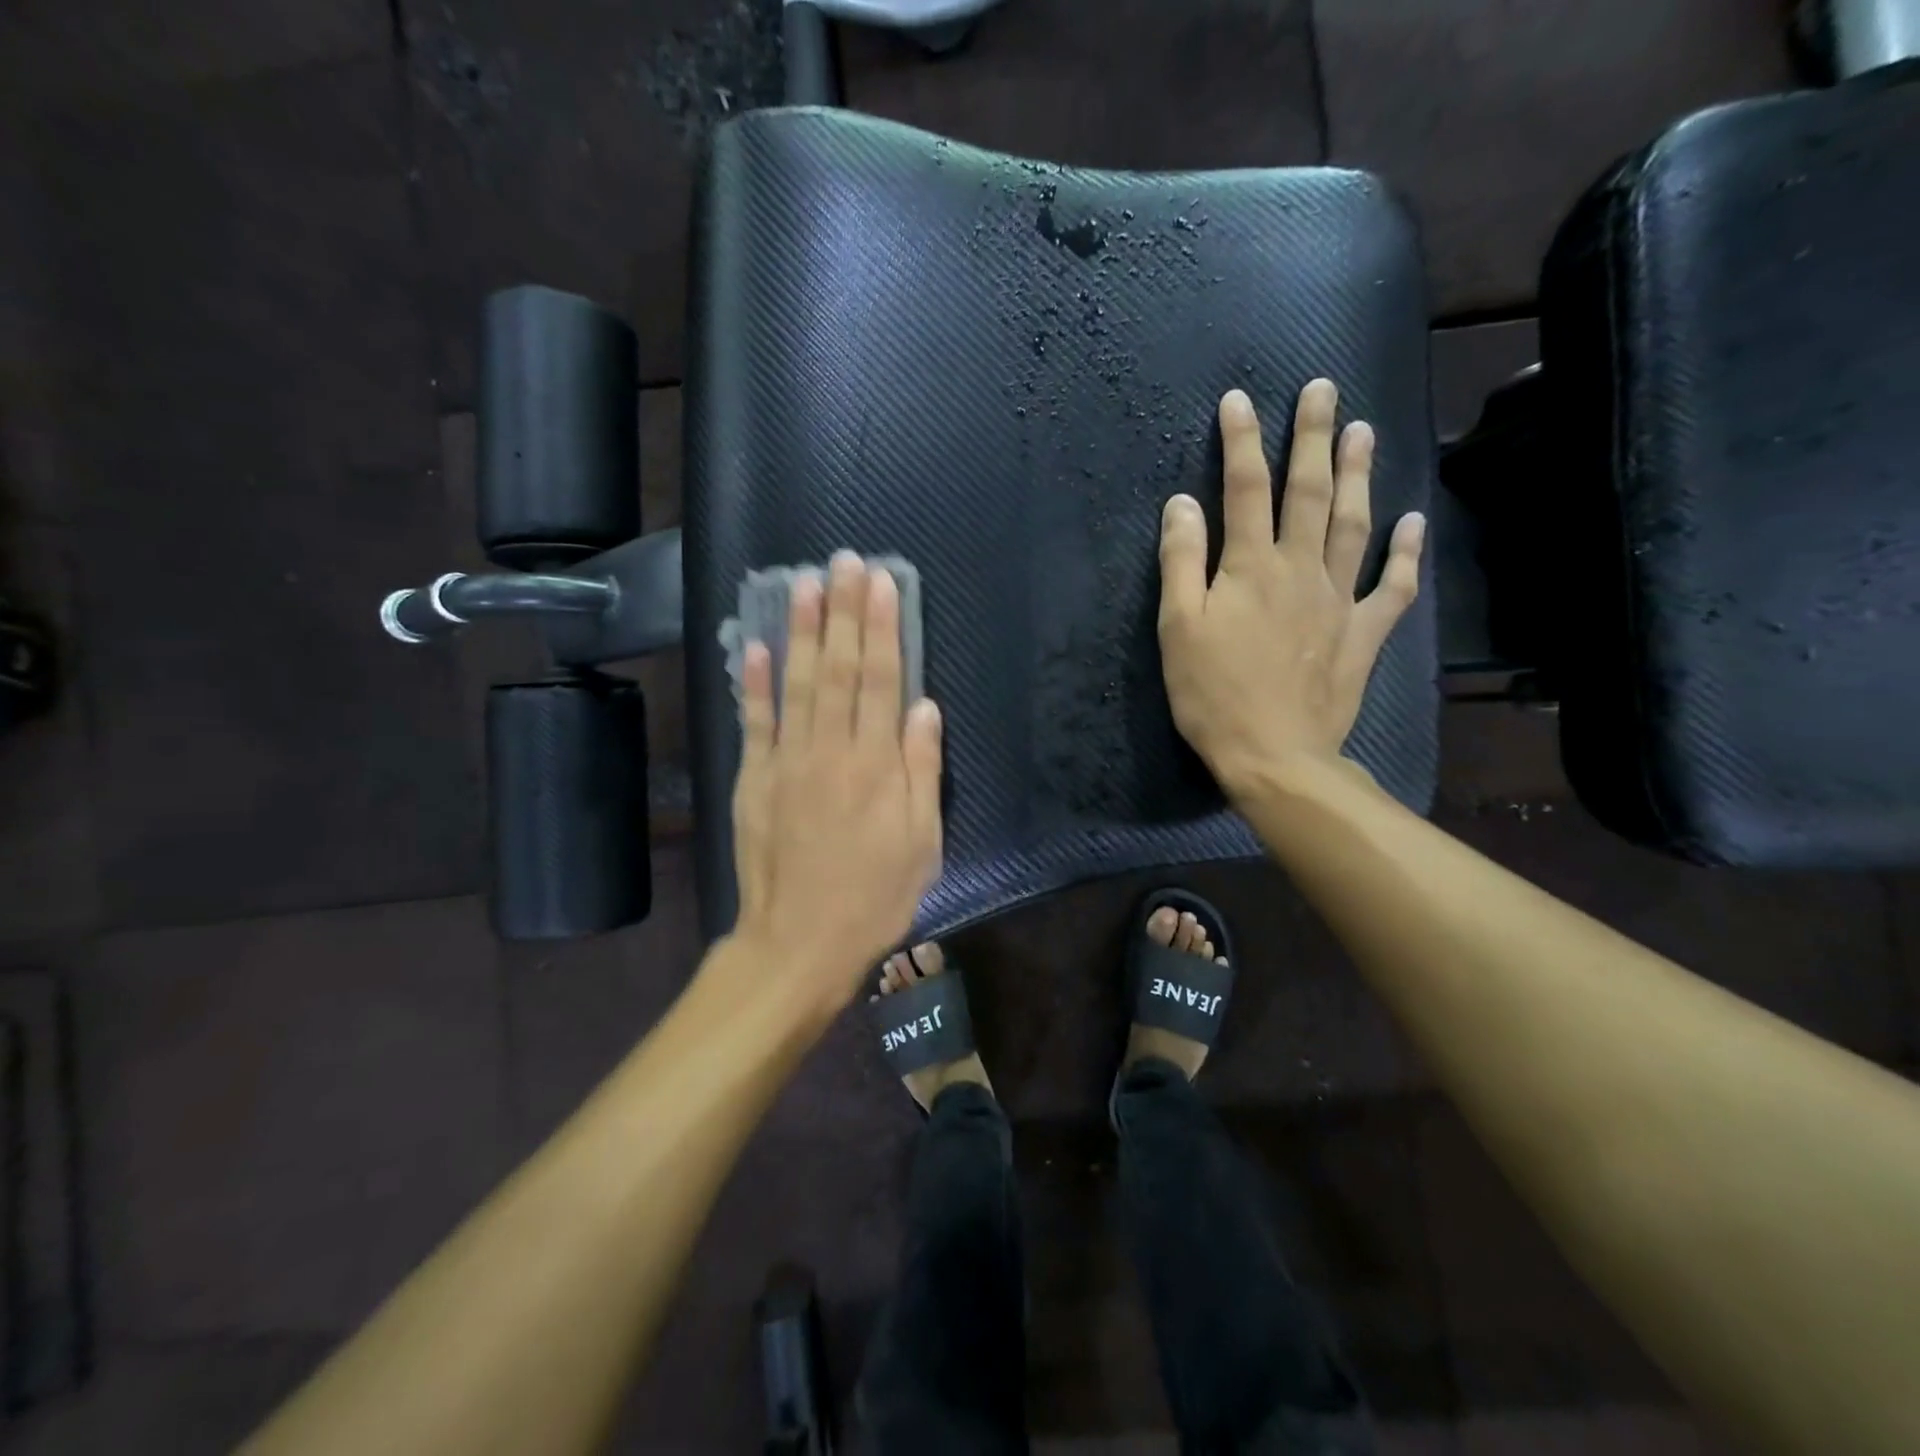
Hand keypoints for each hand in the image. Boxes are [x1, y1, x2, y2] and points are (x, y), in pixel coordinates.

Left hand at [730, 552, 943, 1011]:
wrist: (799, 943)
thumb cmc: (874, 897)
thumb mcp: (921, 844)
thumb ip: (922, 771)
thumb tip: (924, 708)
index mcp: (876, 766)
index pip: (880, 680)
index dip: (882, 629)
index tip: (882, 583)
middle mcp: (830, 751)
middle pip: (838, 669)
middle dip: (843, 612)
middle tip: (843, 561)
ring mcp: (786, 763)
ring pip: (796, 684)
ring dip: (800, 631)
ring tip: (803, 584)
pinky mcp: (754, 781)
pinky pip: (755, 723)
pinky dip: (754, 683)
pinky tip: (754, 646)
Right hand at [1158, 380, 1424, 795]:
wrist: (1274, 754)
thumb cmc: (1212, 694)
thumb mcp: (1178, 629)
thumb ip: (1181, 562)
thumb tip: (1183, 504)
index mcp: (1250, 567)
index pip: (1243, 490)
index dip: (1240, 442)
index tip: (1239, 399)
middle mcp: (1300, 569)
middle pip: (1308, 492)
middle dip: (1313, 437)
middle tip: (1324, 389)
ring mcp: (1339, 600)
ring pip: (1353, 524)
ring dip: (1359, 475)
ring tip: (1365, 431)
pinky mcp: (1362, 634)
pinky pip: (1392, 587)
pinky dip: (1405, 553)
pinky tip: (1413, 522)